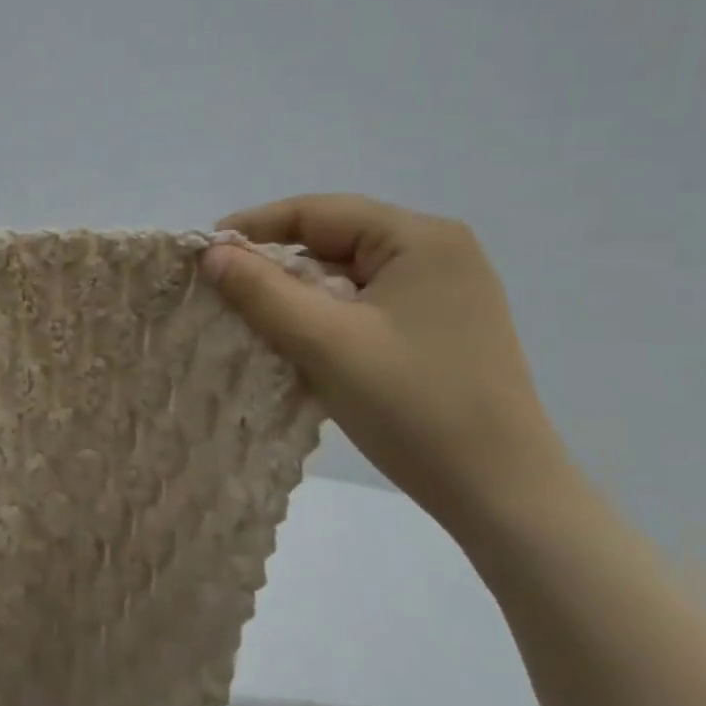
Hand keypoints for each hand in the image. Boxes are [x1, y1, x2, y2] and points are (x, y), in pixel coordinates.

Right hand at [202, 195, 572, 531]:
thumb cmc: (413, 406)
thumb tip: (211, 252)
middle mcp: (438, 253)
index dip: (254, 226)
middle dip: (275, 265)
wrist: (501, 493)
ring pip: (347, 276)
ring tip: (254, 320)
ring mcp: (444, 293)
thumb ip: (261, 290)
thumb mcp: (324, 342)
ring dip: (298, 295)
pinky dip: (326, 318)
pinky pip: (365, 305)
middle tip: (223, 292)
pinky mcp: (440, 328)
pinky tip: (300, 343)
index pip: (318, 212)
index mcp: (420, 238)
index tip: (204, 253)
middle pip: (333, 241)